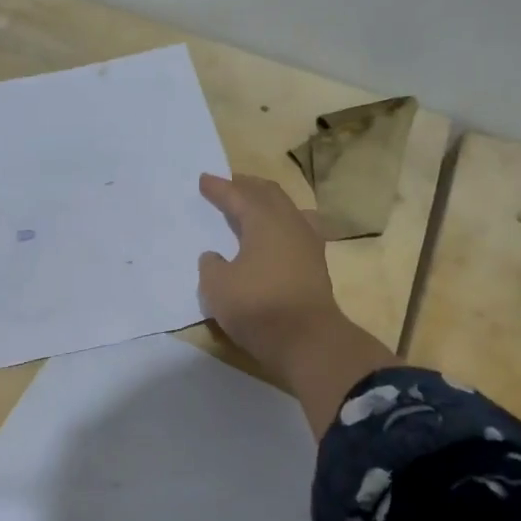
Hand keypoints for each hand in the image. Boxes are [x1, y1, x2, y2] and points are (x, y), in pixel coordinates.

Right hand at [197, 174, 342, 374]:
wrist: (306, 340)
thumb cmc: (257, 306)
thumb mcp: (217, 286)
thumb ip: (211, 265)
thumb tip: (215, 257)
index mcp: (264, 221)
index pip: (238, 196)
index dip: (219, 188)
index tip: (204, 180)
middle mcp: (290, 224)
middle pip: (269, 194)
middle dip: (248, 186)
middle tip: (231, 185)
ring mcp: (309, 244)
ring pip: (289, 210)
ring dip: (269, 204)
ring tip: (255, 206)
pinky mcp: (317, 266)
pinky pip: (298, 231)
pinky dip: (282, 226)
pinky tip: (277, 236)